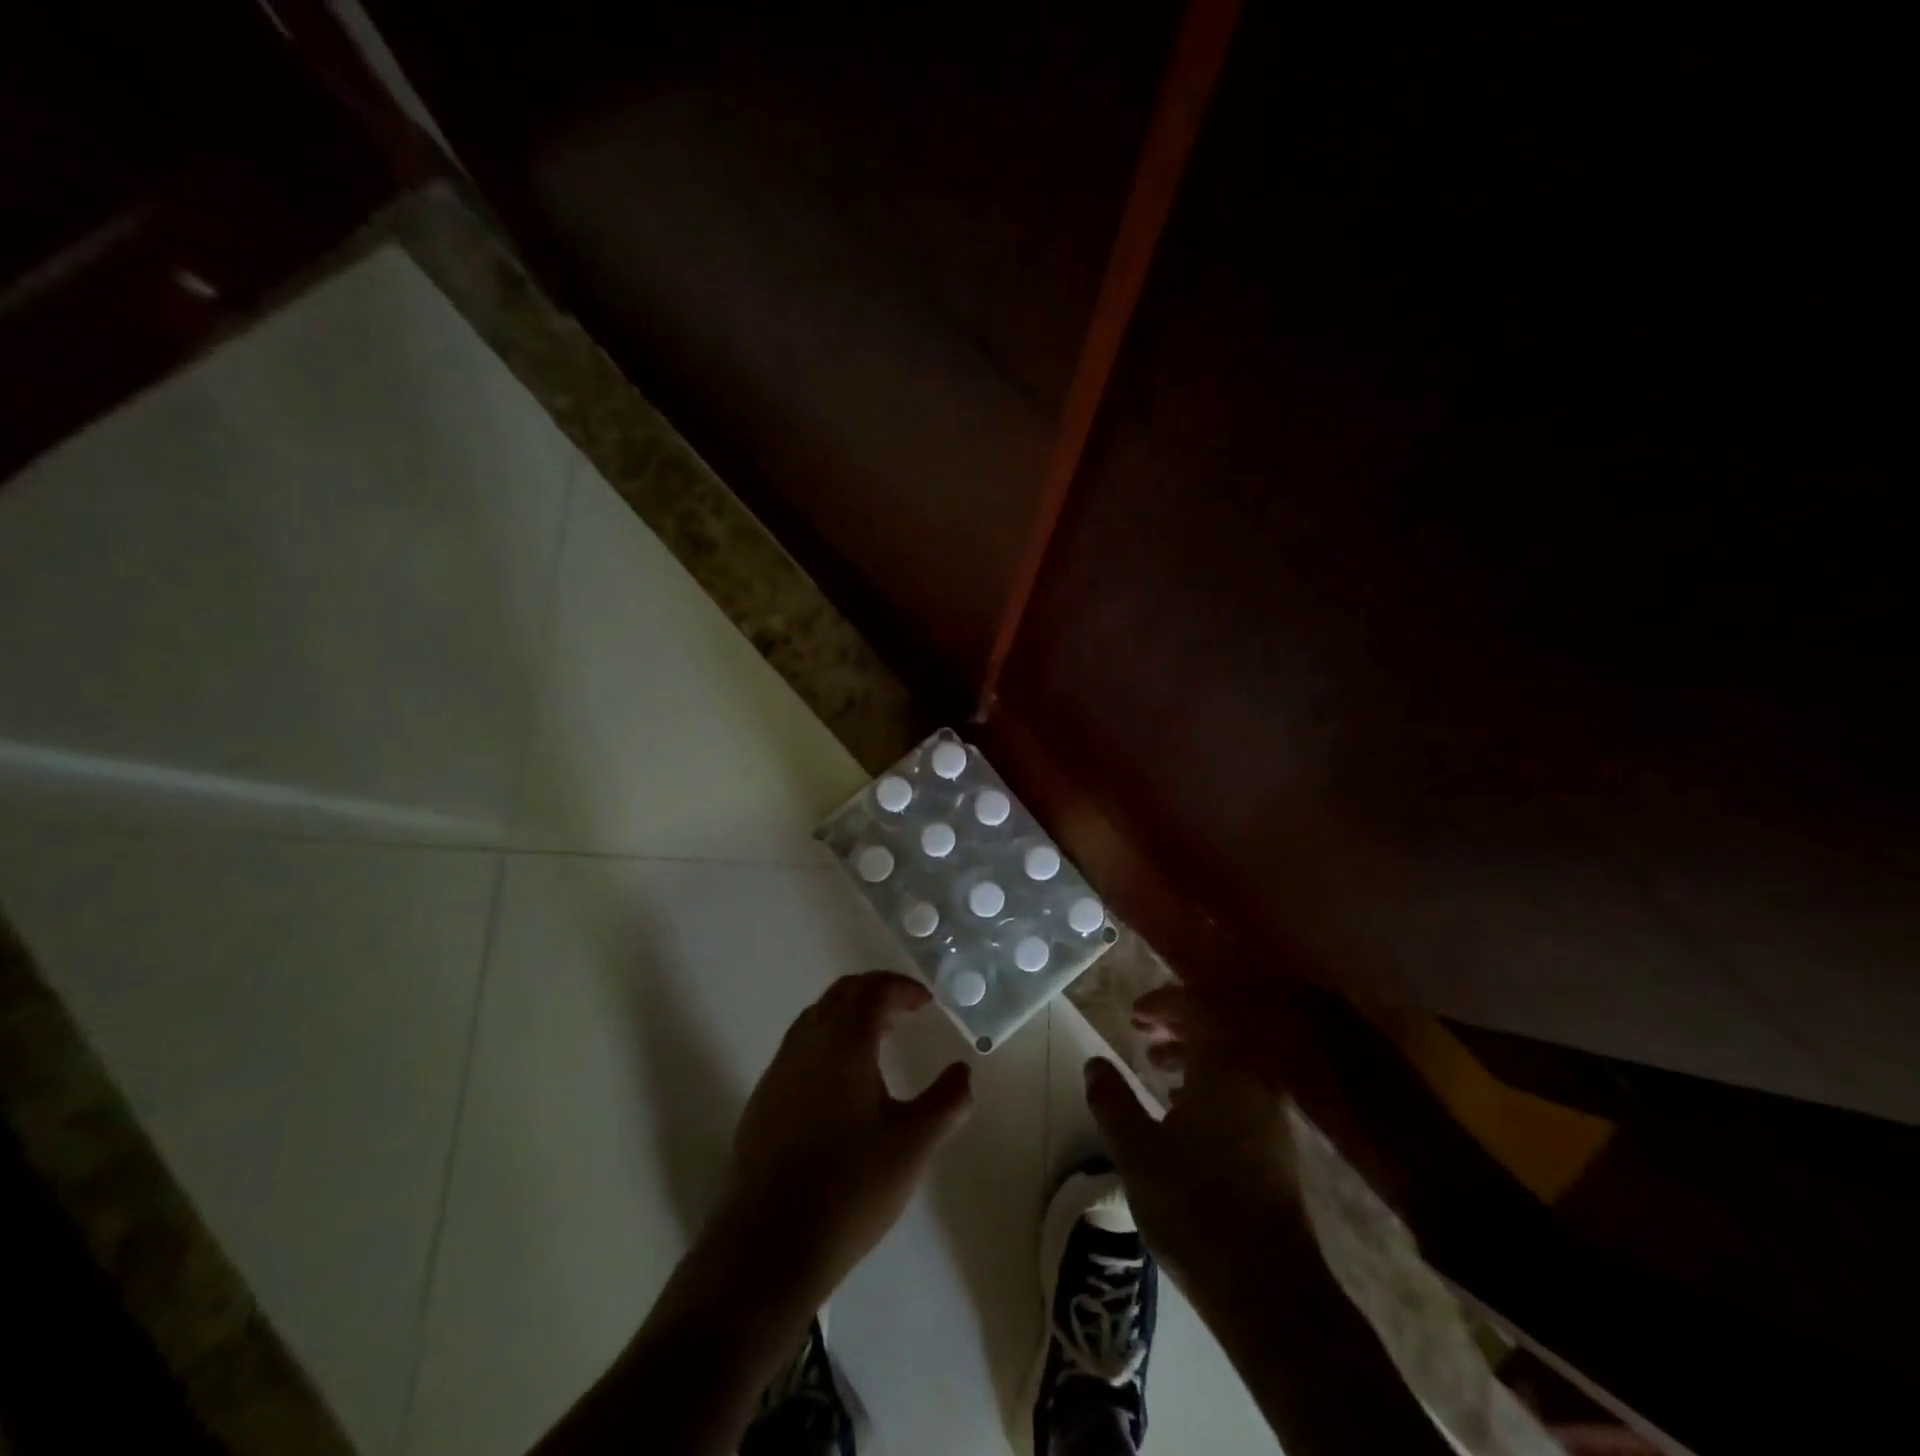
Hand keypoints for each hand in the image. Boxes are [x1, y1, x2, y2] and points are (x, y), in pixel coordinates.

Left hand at [713, 972, 973, 1302]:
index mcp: (844, 1041)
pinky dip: (828, 1042)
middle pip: (841, 994)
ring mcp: (780, 1069)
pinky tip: (842, 1083)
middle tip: (906, 1013)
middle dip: (876, 994)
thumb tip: (963, 1071)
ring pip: (817, 1018)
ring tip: (879, 1041)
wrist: (769, 1242)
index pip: (873, 990)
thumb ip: (947, 1101)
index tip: (926, 1002)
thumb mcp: (913, 1144)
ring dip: (850, 1016)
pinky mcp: (764, 1098)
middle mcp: (807, 1043)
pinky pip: (800, 1047)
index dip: (901, 988)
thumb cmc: (850, 1187)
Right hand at [1083, 984, 1307, 1295]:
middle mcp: (1254, 1080)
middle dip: (1178, 1024)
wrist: (1268, 1288)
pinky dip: (1209, 1082)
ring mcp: (1270, 1113)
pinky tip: (1182, 1110)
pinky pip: (1239, 1088)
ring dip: (1192, 1053)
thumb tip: (1095, 1062)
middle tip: (1142, 1030)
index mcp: (1225, 1068)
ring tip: (1156, 1066)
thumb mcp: (1137, 1151)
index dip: (1163, 1003)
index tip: (1133, 1014)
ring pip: (1229, 1062)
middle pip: (1217, 1031)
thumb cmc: (1195, 1208)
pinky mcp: (1275, 1143)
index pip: (1197, 1010)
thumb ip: (1113, 1100)